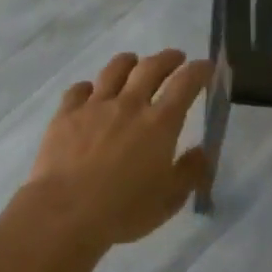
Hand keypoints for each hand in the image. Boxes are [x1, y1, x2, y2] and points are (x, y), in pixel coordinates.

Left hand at [27, 50, 213, 246]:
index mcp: (159, 124)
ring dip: (128, 62)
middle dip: (167, 58)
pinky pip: (78, 90)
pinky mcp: (65, 114)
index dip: (199, 71)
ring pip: (114, 70)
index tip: (206, 66)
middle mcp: (129, 105)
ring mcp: (94, 106)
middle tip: (176, 58)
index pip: (185, 84)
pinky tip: (90, 92)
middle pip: (150, 68)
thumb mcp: (169, 200)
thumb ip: (190, 172)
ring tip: (133, 62)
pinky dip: (89, 87)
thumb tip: (201, 151)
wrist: (65, 212)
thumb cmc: (123, 210)